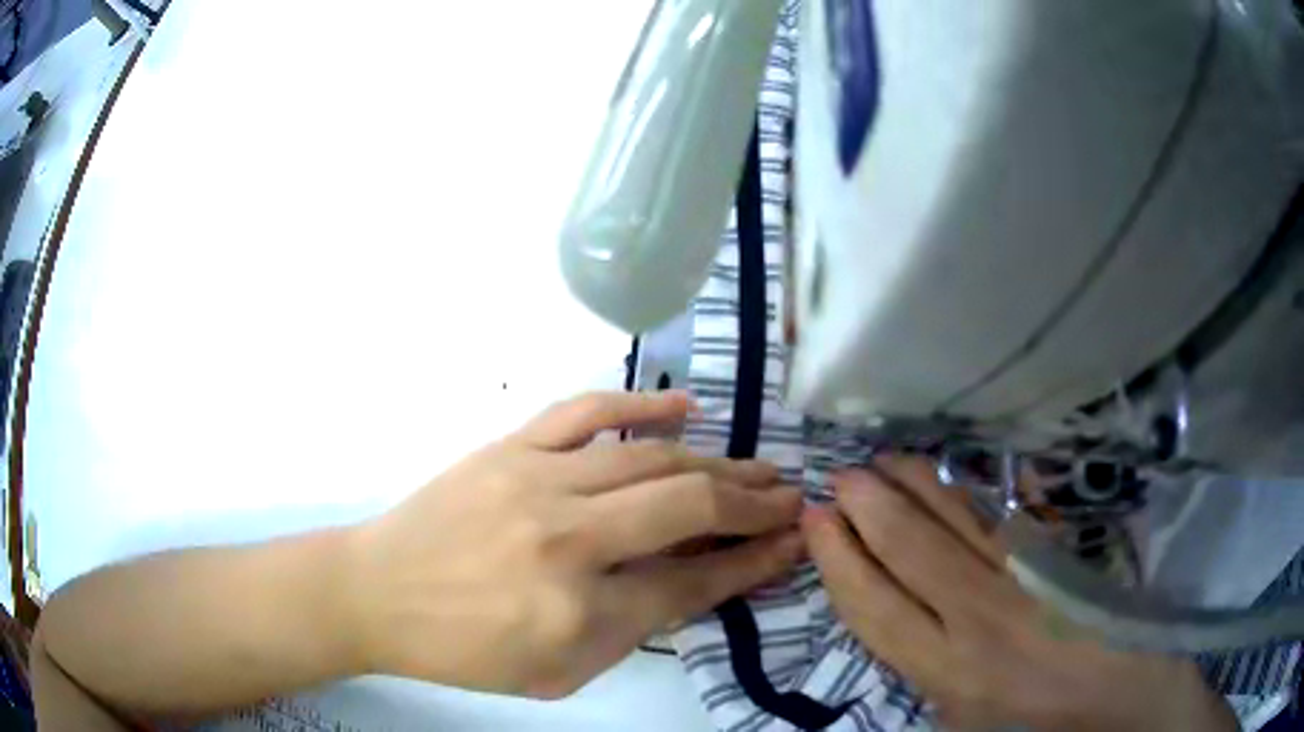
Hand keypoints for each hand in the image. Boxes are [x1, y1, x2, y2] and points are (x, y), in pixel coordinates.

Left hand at [348, 391, 803, 698]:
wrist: (379, 593)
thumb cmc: (467, 650)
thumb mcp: (560, 674)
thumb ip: (633, 630)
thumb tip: (699, 579)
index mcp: (579, 613)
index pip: (693, 582)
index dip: (753, 562)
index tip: (793, 542)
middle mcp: (567, 541)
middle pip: (686, 509)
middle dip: (752, 503)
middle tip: (789, 498)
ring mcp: (536, 482)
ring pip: (651, 460)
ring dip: (716, 464)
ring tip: (757, 468)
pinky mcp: (510, 447)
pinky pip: (588, 411)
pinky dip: (643, 405)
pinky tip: (686, 409)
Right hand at [802, 456, 1236, 731]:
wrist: (1118, 693)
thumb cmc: (1033, 721)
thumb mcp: (963, 718)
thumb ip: (926, 670)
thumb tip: (896, 616)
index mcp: (947, 672)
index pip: (875, 606)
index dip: (839, 561)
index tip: (816, 523)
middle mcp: (976, 618)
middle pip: (909, 549)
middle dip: (868, 505)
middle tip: (841, 474)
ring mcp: (1021, 577)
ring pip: (955, 518)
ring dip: (914, 484)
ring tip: (884, 459)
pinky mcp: (1054, 553)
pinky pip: (1004, 510)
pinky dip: (970, 487)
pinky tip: (949, 470)